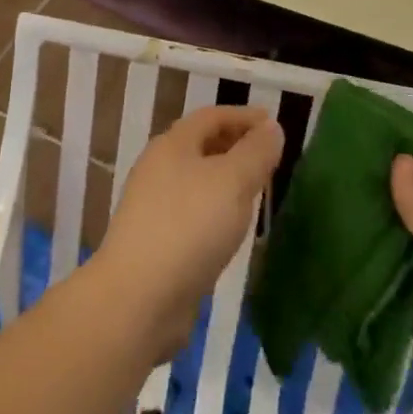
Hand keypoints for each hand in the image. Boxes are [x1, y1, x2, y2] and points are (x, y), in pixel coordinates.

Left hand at [92, 106, 284, 361]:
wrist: (139, 297)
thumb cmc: (189, 227)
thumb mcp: (232, 182)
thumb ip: (255, 153)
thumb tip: (272, 127)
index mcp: (173, 144)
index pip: (211, 116)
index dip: (243, 116)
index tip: (273, 123)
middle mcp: (159, 168)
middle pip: (202, 145)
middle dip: (235, 145)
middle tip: (269, 156)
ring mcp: (155, 205)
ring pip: (198, 180)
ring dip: (227, 179)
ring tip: (258, 189)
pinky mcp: (158, 240)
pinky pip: (194, 211)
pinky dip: (217, 209)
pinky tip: (233, 227)